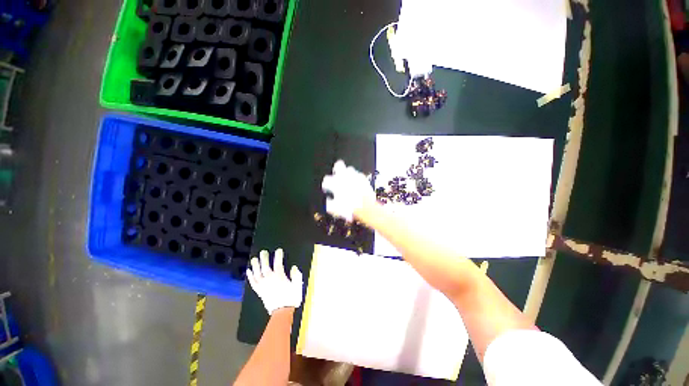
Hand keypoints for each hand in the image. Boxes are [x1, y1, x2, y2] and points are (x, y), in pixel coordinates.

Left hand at [247, 249, 303, 314]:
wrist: (282, 312)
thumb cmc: (291, 298)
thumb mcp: (297, 285)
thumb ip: (296, 275)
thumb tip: (293, 267)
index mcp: (279, 276)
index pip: (278, 263)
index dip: (278, 255)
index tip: (278, 250)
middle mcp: (269, 279)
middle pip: (265, 266)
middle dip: (264, 258)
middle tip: (263, 252)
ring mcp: (263, 285)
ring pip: (257, 273)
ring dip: (255, 265)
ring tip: (253, 259)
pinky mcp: (259, 291)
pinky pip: (253, 282)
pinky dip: (250, 276)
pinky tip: (248, 271)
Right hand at [321, 160, 375, 220]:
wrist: (366, 208)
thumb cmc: (349, 208)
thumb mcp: (335, 210)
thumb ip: (329, 204)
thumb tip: (328, 201)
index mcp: (335, 183)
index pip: (326, 179)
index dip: (326, 184)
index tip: (327, 188)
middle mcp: (345, 177)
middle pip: (338, 165)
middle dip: (336, 168)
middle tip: (337, 173)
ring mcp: (356, 176)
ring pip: (350, 169)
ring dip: (348, 173)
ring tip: (347, 180)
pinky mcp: (364, 179)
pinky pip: (359, 175)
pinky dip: (357, 179)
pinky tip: (357, 184)